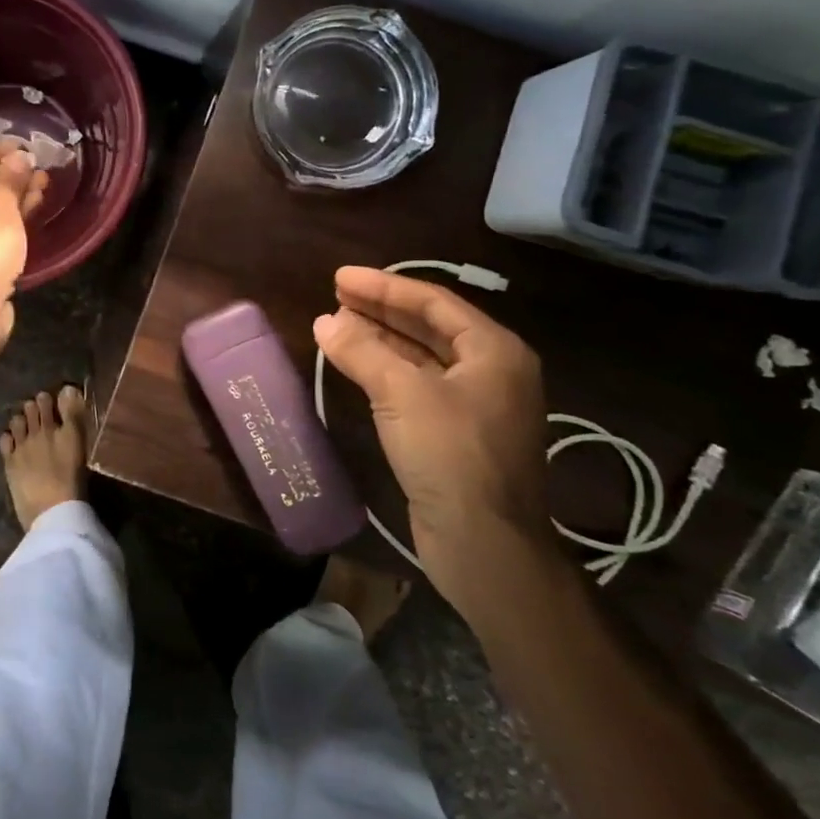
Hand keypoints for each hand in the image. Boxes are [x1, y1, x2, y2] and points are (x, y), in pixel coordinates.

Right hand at [312, 266, 552, 614]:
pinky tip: (357, 365)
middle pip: (429, 326)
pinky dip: (387, 370)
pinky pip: (418, 385)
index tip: (340, 277)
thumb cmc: (450, 454)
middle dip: (381, 309)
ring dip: (381, 339)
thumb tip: (324, 321)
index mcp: (495, 350)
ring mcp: (476, 404)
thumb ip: (362, 351)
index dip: (383, 286)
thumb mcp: (401, 393)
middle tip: (336, 295)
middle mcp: (492, 371)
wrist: (483, 541)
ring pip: (423, 357)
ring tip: (338, 324)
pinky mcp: (457, 433)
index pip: (433, 301)